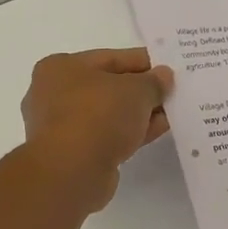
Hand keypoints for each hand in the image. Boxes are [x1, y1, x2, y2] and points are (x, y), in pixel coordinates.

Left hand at [20, 48, 174, 211]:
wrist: (72, 170)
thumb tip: (163, 77)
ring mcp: (62, 126)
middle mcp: (54, 94)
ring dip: (139, 113)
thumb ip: (153, 81)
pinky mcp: (73, 153)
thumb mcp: (136, 90)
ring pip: (109, 114)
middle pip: (109, 87)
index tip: (169, 68)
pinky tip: (158, 130)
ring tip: (171, 113)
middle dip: (142, 90)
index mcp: (61, 67)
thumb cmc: (98, 115)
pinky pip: (108, 135)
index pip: (111, 58)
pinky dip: (131, 132)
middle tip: (173, 92)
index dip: (144, 62)